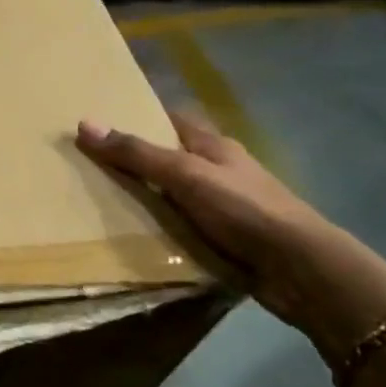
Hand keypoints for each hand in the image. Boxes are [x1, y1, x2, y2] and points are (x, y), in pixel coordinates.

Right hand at [77, 112, 385, 359]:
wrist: (301, 269)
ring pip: (174, 194)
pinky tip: (133, 237)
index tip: (100, 121)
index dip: (138, 116)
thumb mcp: (185, 175)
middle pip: (169, 157)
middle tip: (87, 165)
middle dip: (134, 160)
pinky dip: (160, 229)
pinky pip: (182, 227)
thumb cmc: (244, 209)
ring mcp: (224, 207)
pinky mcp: (225, 239)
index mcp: (213, 146)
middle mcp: (219, 171)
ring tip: (98, 202)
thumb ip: (136, 153)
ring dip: (145, 198)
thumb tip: (84, 124)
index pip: (170, 120)